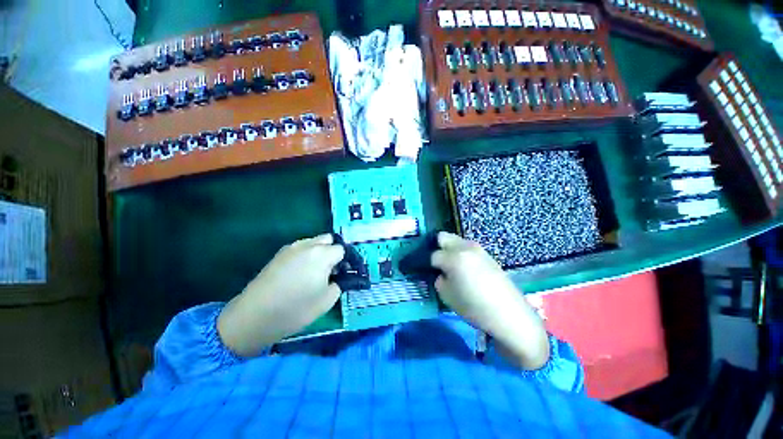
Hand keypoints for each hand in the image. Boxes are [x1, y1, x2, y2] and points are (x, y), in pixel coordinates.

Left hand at [217, 234, 344, 356]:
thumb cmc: (295, 309)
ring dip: (320, 251)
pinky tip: (299, 272)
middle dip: (333, 251)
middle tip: (330, 270)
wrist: (254, 316)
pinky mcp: (279, 254)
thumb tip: (337, 276)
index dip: (344, 261)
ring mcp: (291, 247)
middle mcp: (307, 245)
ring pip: (314, 241)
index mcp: (322, 254)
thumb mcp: (327, 300)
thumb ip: (339, 283)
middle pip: (328, 239)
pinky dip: (306, 254)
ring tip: (314, 271)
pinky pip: (300, 248)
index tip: (342, 273)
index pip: (341, 249)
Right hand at [431, 232, 549, 369]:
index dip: (424, 262)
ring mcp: (478, 249)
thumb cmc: (475, 307)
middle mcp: (465, 247)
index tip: (420, 268)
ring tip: (447, 264)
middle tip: (433, 261)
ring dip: (448, 249)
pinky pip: (466, 248)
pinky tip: (462, 267)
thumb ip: (438, 279)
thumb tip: (439, 272)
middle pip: (443, 237)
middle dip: (435, 246)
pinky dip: (459, 253)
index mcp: (454, 257)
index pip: (432, 254)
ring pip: (455, 241)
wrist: (510, 315)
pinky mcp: (487, 254)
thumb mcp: (447, 295)